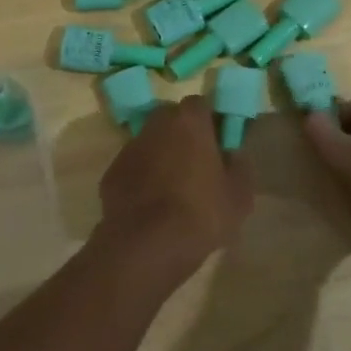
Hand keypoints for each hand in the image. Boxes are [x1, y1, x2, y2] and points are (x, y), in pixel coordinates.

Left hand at [98, 96, 253, 268]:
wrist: (147, 246)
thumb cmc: (201, 214)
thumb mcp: (239, 196)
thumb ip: (239, 167)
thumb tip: (233, 154)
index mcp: (188, 122)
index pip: (200, 105)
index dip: (209, 121)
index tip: (217, 143)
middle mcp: (155, 126)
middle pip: (170, 119)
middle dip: (182, 134)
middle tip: (196, 163)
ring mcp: (129, 149)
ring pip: (149, 143)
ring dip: (160, 155)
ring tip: (173, 188)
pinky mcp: (111, 174)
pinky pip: (133, 168)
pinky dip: (141, 178)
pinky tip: (151, 205)